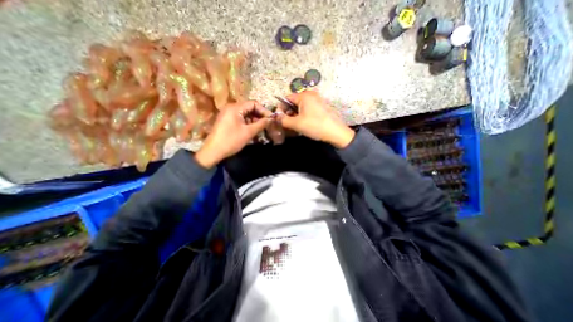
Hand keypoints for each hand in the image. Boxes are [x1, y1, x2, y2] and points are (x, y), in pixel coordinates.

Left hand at [195, 100, 270, 167]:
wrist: (213, 151)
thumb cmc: (231, 141)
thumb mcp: (248, 132)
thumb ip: (261, 124)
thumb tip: (271, 119)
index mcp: (235, 107)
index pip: (253, 103)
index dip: (264, 110)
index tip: (271, 119)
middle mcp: (231, 107)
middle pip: (249, 107)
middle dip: (259, 115)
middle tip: (267, 124)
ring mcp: (228, 114)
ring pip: (245, 113)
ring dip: (254, 119)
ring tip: (261, 128)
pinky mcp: (227, 120)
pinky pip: (240, 118)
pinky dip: (248, 122)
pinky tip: (252, 129)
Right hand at [277, 91, 353, 148]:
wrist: (336, 132)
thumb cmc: (315, 126)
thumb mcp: (296, 124)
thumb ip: (283, 120)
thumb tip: (276, 116)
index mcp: (304, 96)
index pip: (287, 98)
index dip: (281, 108)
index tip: (280, 119)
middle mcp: (311, 94)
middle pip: (294, 102)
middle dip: (289, 112)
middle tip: (288, 123)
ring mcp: (318, 100)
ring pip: (301, 106)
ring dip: (296, 115)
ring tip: (296, 125)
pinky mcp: (322, 106)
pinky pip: (308, 108)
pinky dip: (304, 115)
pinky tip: (305, 124)